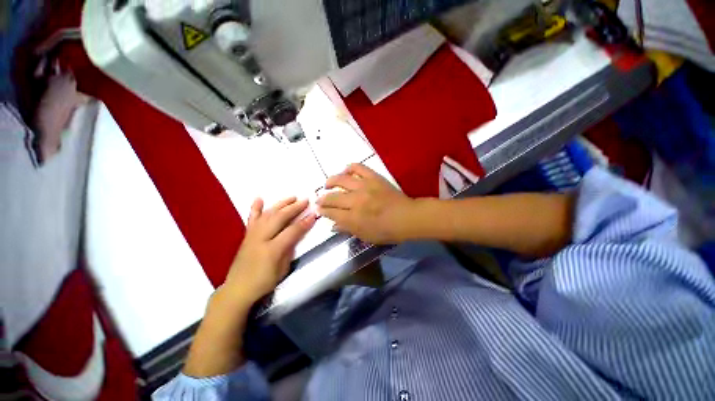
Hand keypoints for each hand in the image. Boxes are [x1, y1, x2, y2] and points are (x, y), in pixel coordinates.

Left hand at [223, 197, 316, 304]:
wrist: (237, 289)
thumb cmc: (263, 282)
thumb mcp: (282, 269)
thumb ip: (290, 249)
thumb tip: (296, 234)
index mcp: (272, 249)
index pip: (292, 231)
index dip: (304, 222)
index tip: (314, 213)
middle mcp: (261, 238)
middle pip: (279, 218)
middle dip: (294, 207)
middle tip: (305, 200)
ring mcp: (252, 235)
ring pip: (268, 214)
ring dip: (281, 204)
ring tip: (292, 197)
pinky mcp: (247, 235)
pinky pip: (251, 218)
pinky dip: (255, 207)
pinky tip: (259, 198)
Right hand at [317, 164, 415, 243]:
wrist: (406, 217)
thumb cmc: (387, 231)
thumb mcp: (365, 236)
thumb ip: (347, 229)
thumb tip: (332, 225)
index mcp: (354, 218)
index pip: (331, 212)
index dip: (322, 211)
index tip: (318, 210)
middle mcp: (356, 201)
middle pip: (333, 197)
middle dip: (322, 199)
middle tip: (319, 200)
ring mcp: (365, 186)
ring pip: (341, 180)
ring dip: (331, 181)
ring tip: (327, 184)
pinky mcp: (373, 177)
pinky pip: (358, 167)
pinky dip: (350, 167)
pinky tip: (345, 171)